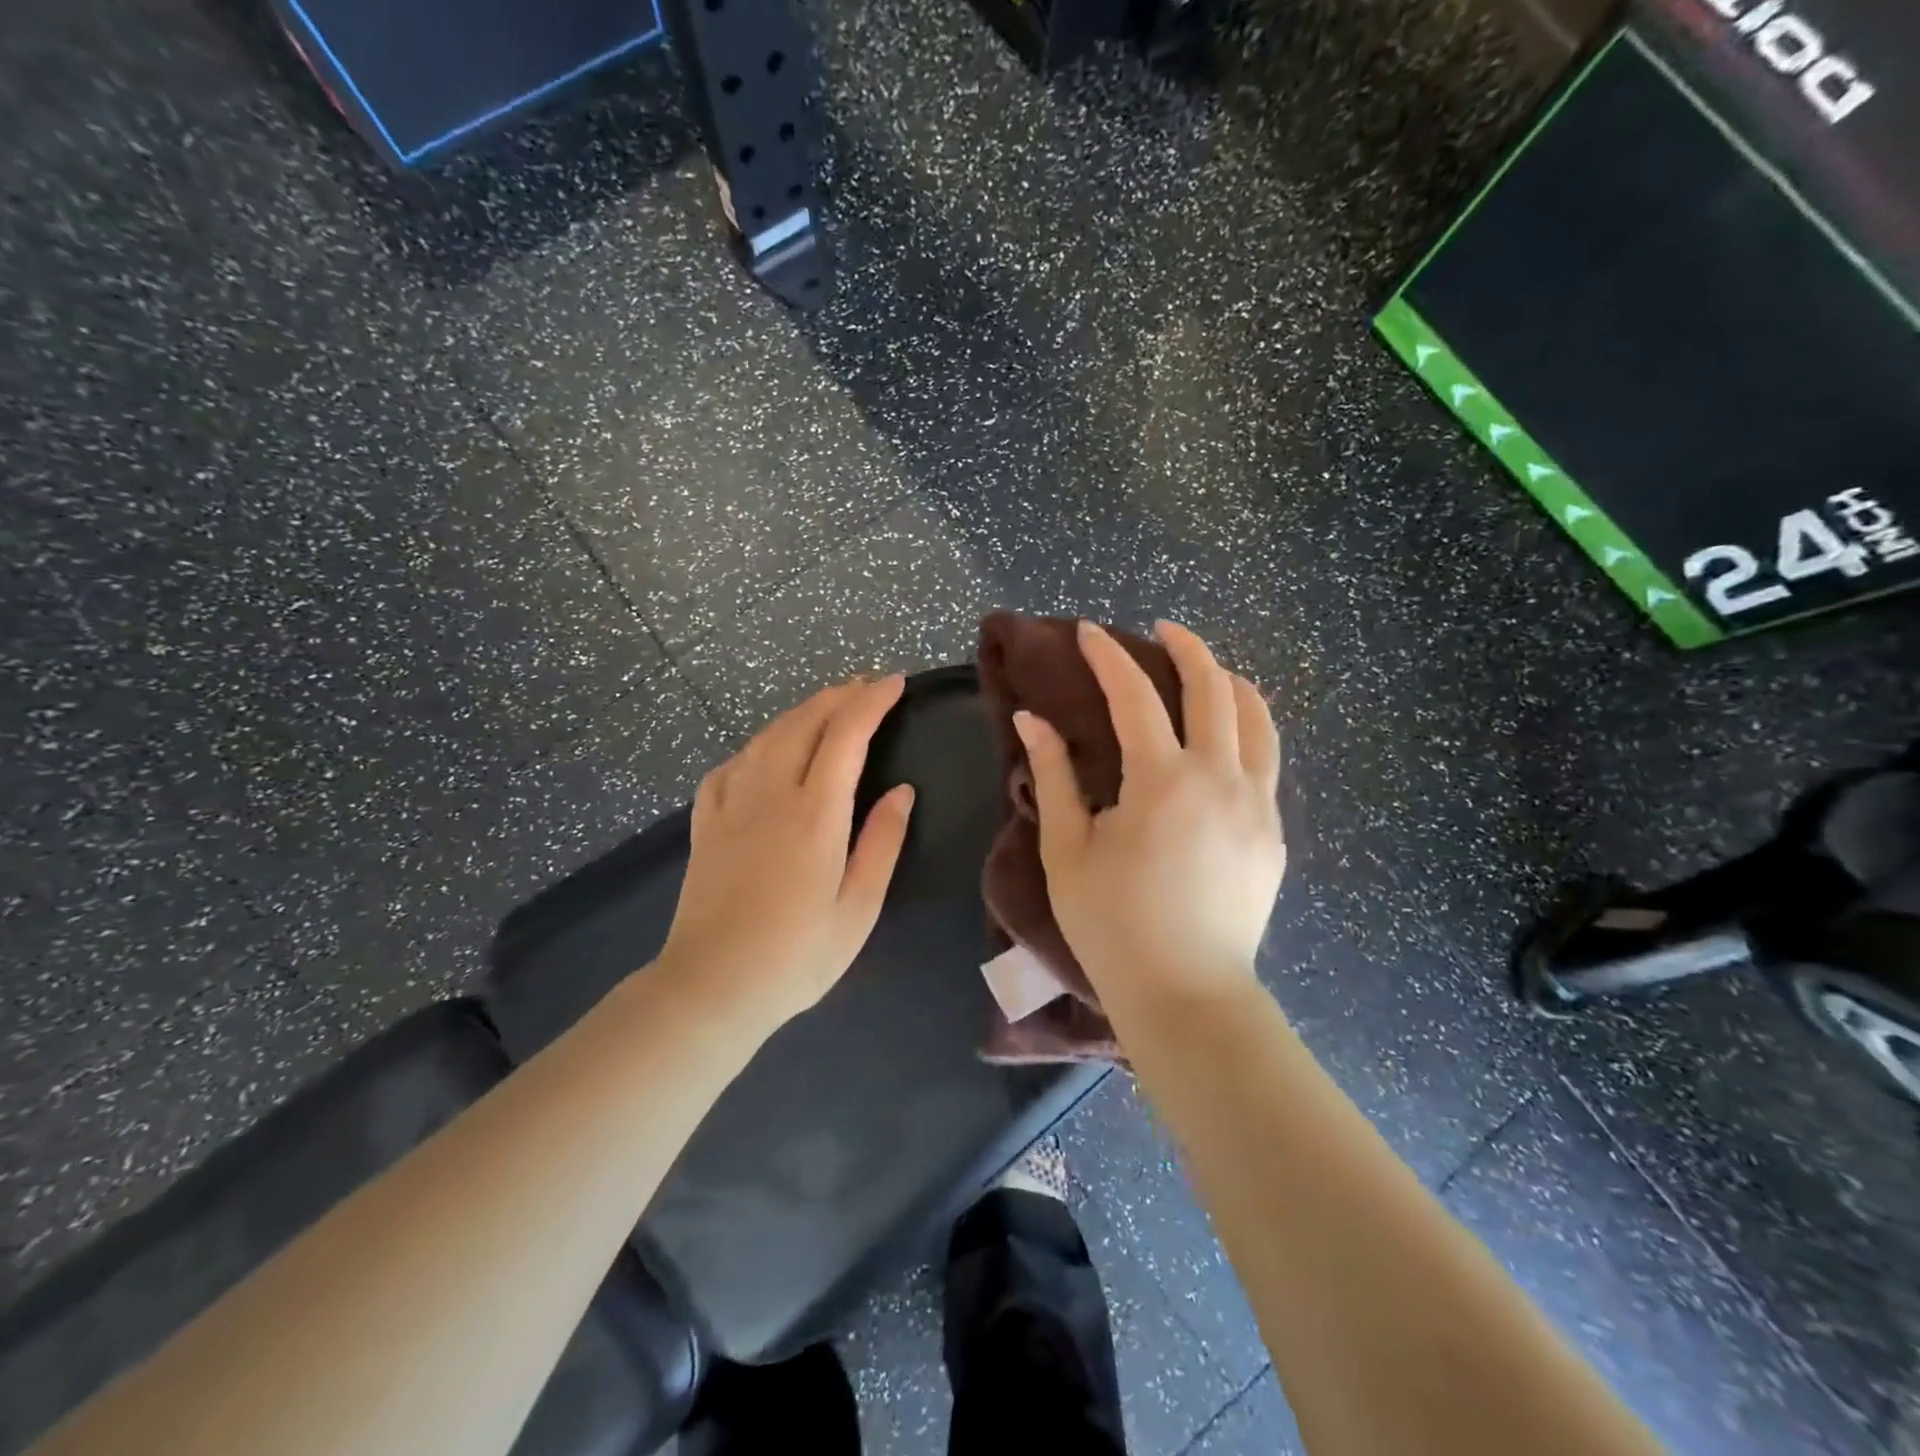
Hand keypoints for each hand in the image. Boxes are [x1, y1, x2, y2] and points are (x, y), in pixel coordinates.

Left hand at [658, 677, 915, 1030]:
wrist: (711, 987)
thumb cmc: (796, 955)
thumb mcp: (859, 907)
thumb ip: (883, 842)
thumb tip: (902, 791)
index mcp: (815, 813)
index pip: (847, 735)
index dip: (872, 701)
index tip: (895, 683)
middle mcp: (771, 794)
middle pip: (805, 722)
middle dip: (839, 696)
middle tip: (867, 687)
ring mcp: (731, 804)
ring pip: (768, 735)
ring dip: (802, 712)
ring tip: (828, 706)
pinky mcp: (706, 822)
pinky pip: (733, 763)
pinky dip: (759, 744)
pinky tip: (766, 751)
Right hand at [1013, 621, 1283, 1021]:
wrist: (1187, 995)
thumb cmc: (1113, 925)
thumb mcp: (1068, 849)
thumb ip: (1053, 776)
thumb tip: (1032, 720)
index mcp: (1162, 781)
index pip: (1134, 694)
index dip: (1107, 656)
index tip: (1087, 632)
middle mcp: (1220, 778)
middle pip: (1214, 687)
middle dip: (1186, 647)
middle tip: (1160, 631)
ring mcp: (1257, 804)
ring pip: (1258, 717)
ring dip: (1229, 681)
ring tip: (1206, 670)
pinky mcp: (1273, 832)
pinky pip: (1267, 759)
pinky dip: (1247, 727)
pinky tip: (1224, 737)